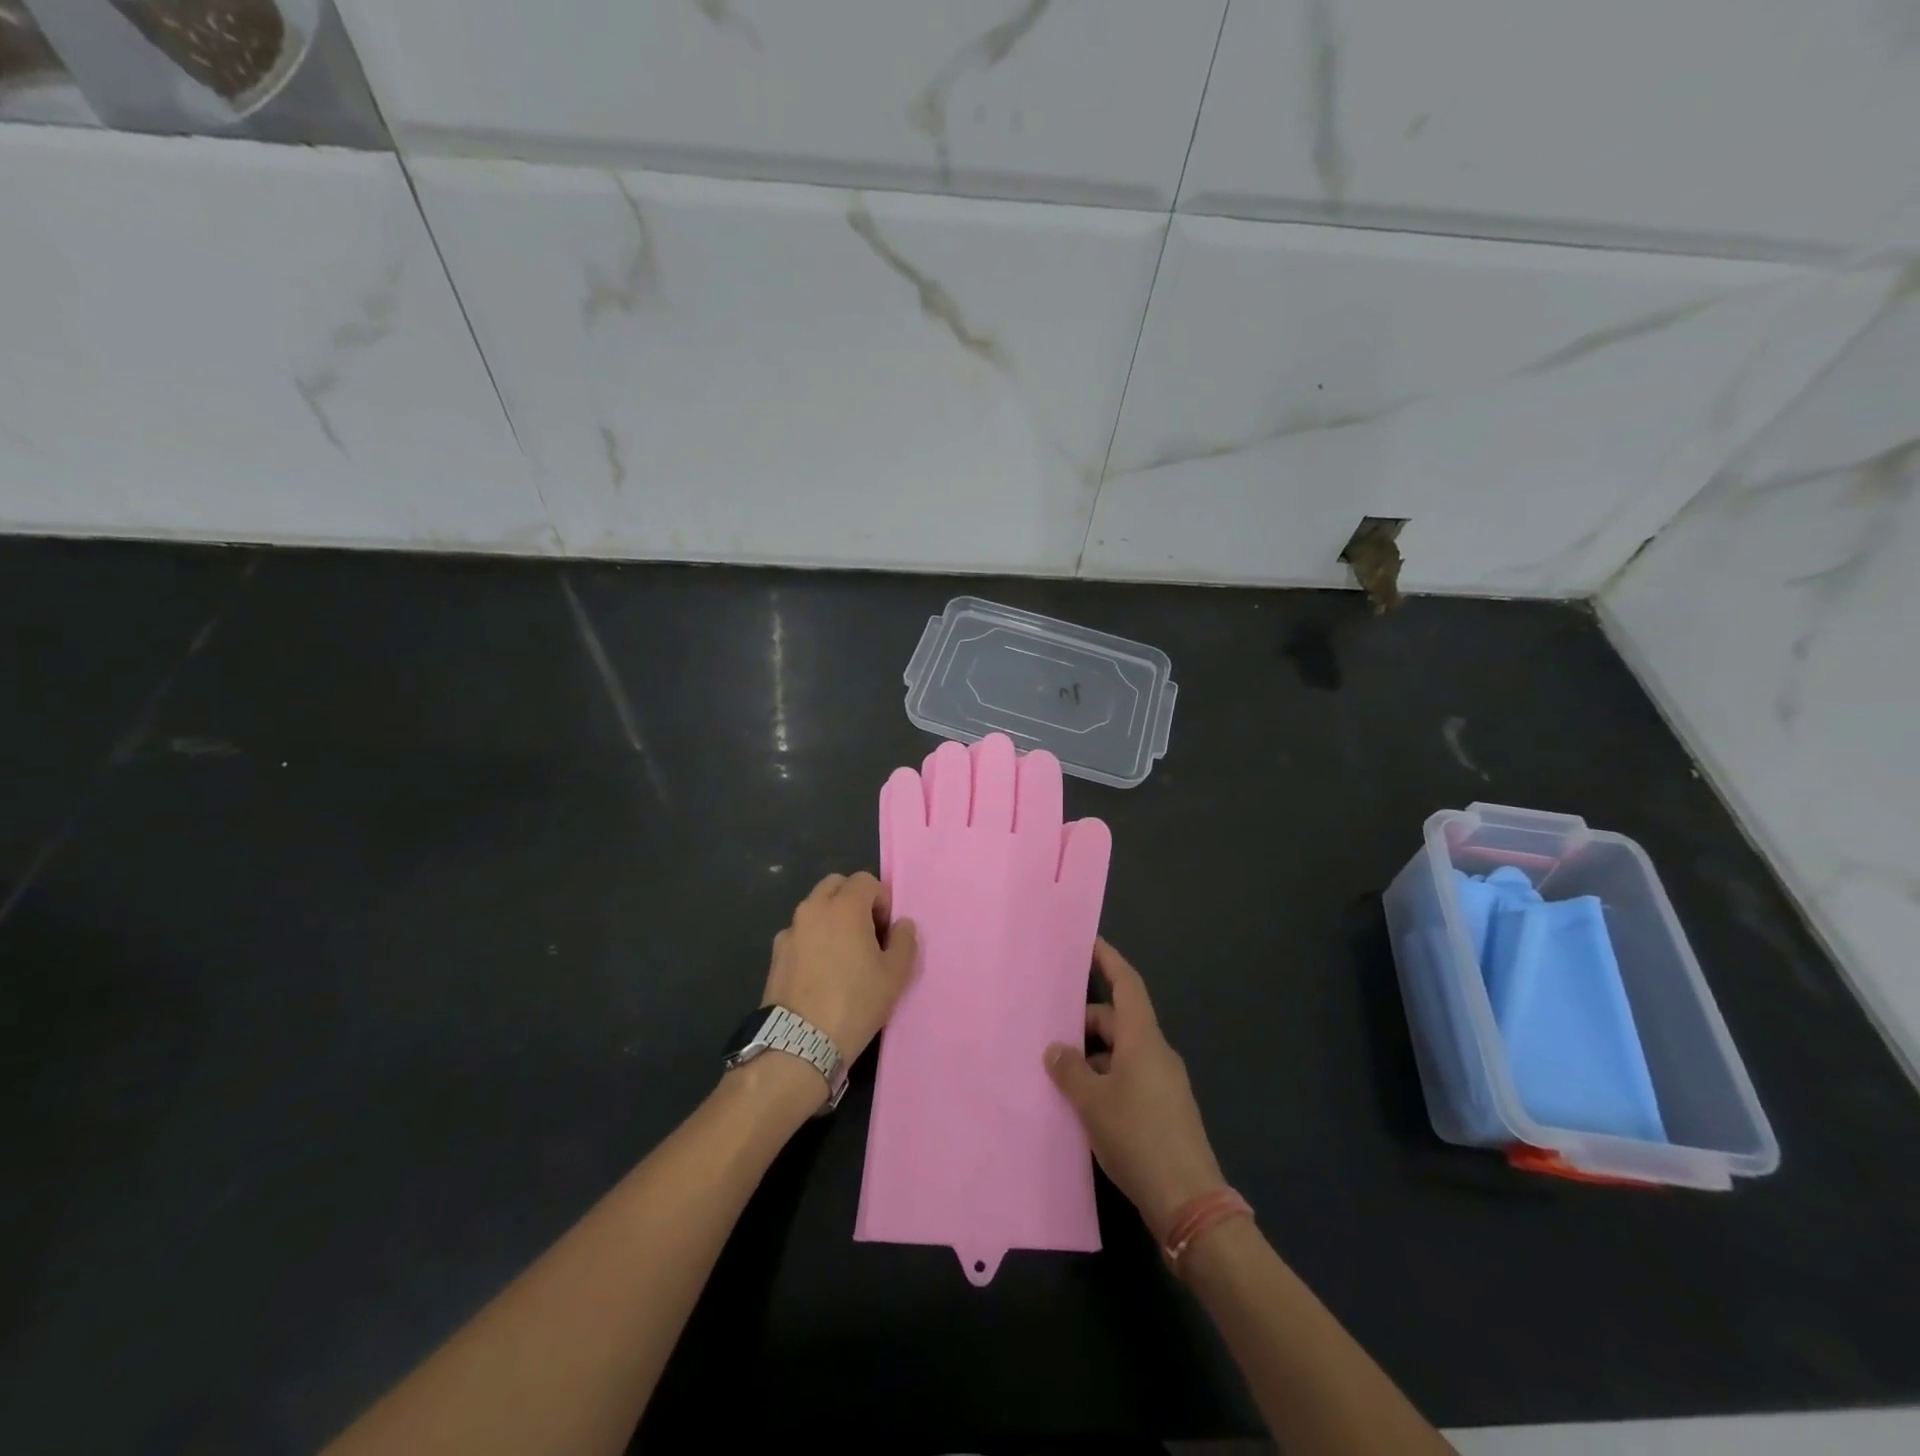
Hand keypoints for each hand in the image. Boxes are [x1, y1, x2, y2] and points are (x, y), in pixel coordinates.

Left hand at [764, 872, 917, 1063]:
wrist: (800, 1043)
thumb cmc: (855, 1002)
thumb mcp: (895, 975)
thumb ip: (904, 941)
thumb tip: (902, 924)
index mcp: (844, 907)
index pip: (865, 880)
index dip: (881, 900)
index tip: (886, 930)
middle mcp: (813, 909)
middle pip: (835, 885)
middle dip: (853, 900)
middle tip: (866, 933)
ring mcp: (790, 931)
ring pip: (814, 908)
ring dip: (831, 918)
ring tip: (842, 954)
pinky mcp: (776, 954)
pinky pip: (800, 933)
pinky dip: (812, 939)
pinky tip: (820, 972)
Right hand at [1045, 939, 1225, 1241]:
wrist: (1189, 1203)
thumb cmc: (1138, 1138)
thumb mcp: (1092, 1103)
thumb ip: (1070, 1070)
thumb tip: (1056, 1049)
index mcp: (1143, 1040)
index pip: (1127, 984)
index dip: (1109, 960)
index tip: (1090, 942)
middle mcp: (1156, 1053)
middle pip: (1118, 1020)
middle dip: (1085, 1022)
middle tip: (1048, 1028)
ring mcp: (1163, 1082)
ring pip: (1121, 1052)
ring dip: (1092, 1055)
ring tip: (1056, 1070)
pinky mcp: (1164, 1110)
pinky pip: (1128, 1077)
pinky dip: (1104, 1078)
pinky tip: (1080, 1101)